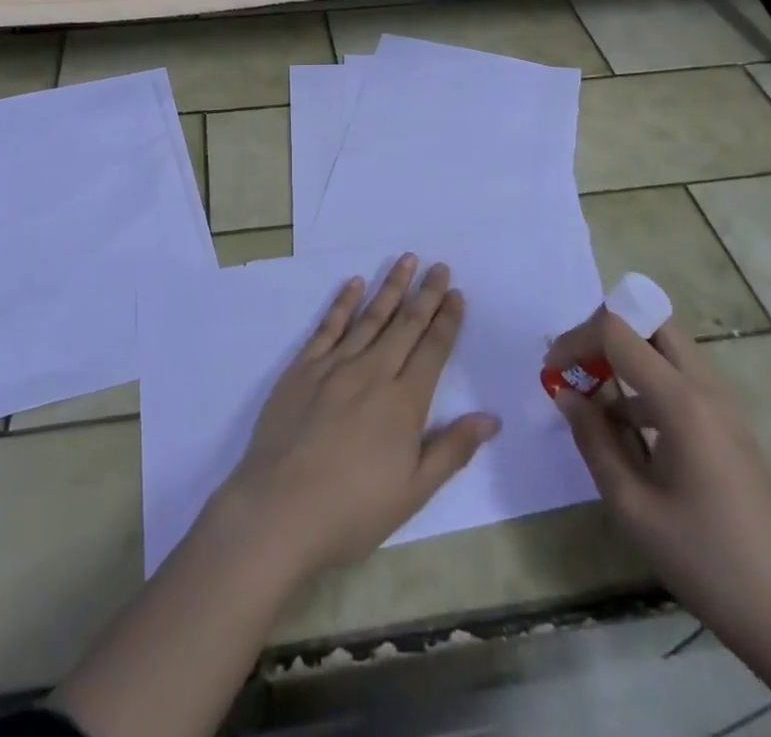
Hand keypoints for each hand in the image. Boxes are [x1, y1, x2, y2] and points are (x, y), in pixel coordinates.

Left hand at [216, 254, 500, 579]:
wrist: (280, 508)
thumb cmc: (352, 510)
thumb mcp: (413, 492)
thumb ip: (451, 450)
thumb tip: (490, 418)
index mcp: (403, 403)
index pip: (432, 350)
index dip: (447, 320)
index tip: (456, 294)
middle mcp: (373, 372)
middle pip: (405, 325)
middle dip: (426, 294)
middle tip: (439, 266)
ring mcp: (335, 365)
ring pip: (370, 316)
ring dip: (390, 287)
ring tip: (406, 260)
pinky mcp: (303, 367)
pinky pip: (328, 326)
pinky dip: (343, 302)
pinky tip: (354, 283)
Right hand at [544, 306, 770, 656]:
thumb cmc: (704, 561)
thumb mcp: (631, 505)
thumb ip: (592, 439)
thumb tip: (564, 394)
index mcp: (683, 402)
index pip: (618, 332)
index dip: (576, 339)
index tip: (551, 371)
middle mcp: (707, 389)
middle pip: (651, 322)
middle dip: (604, 331)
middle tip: (575, 365)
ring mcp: (723, 406)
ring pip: (666, 348)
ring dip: (625, 355)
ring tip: (589, 394)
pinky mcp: (728, 427)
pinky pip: (679, 378)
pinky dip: (644, 382)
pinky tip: (623, 427)